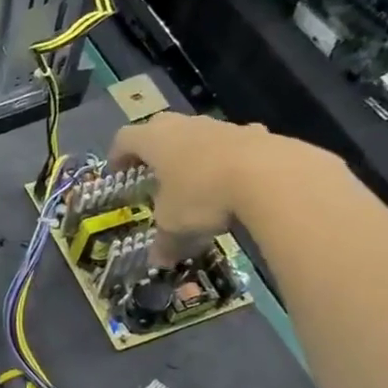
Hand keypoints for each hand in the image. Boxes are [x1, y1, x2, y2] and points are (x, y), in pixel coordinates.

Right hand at [109, 112, 320, 263]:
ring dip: (192, 151)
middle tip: (153, 171)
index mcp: (154, 141)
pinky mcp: (254, 134)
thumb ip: (164, 242)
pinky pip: (233, 144)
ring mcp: (220, 127)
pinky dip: (229, 158)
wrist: (269, 176)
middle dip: (154, 148)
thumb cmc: (203, 195)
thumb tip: (158, 261)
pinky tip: (236, 179)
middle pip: (159, 127)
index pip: (125, 138)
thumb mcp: (175, 225)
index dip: (117, 155)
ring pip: (197, 133)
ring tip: (196, 179)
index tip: (118, 172)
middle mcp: (184, 126)